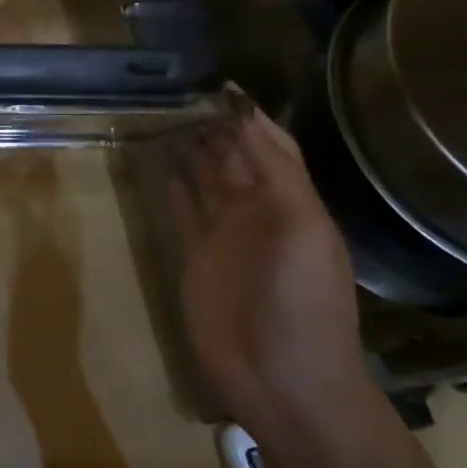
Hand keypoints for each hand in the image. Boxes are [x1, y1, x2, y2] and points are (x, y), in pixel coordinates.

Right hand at [170, 110, 368, 426]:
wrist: (285, 381)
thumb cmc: (303, 302)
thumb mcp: (304, 229)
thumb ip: (277, 172)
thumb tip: (246, 115)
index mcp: (290, 202)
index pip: (269, 145)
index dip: (248, 117)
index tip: (217, 86)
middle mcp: (257, 211)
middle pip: (234, 157)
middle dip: (213, 127)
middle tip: (179, 93)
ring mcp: (226, 236)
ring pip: (207, 180)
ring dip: (192, 151)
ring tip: (166, 118)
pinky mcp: (198, 258)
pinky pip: (185, 212)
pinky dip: (176, 188)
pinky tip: (163, 165)